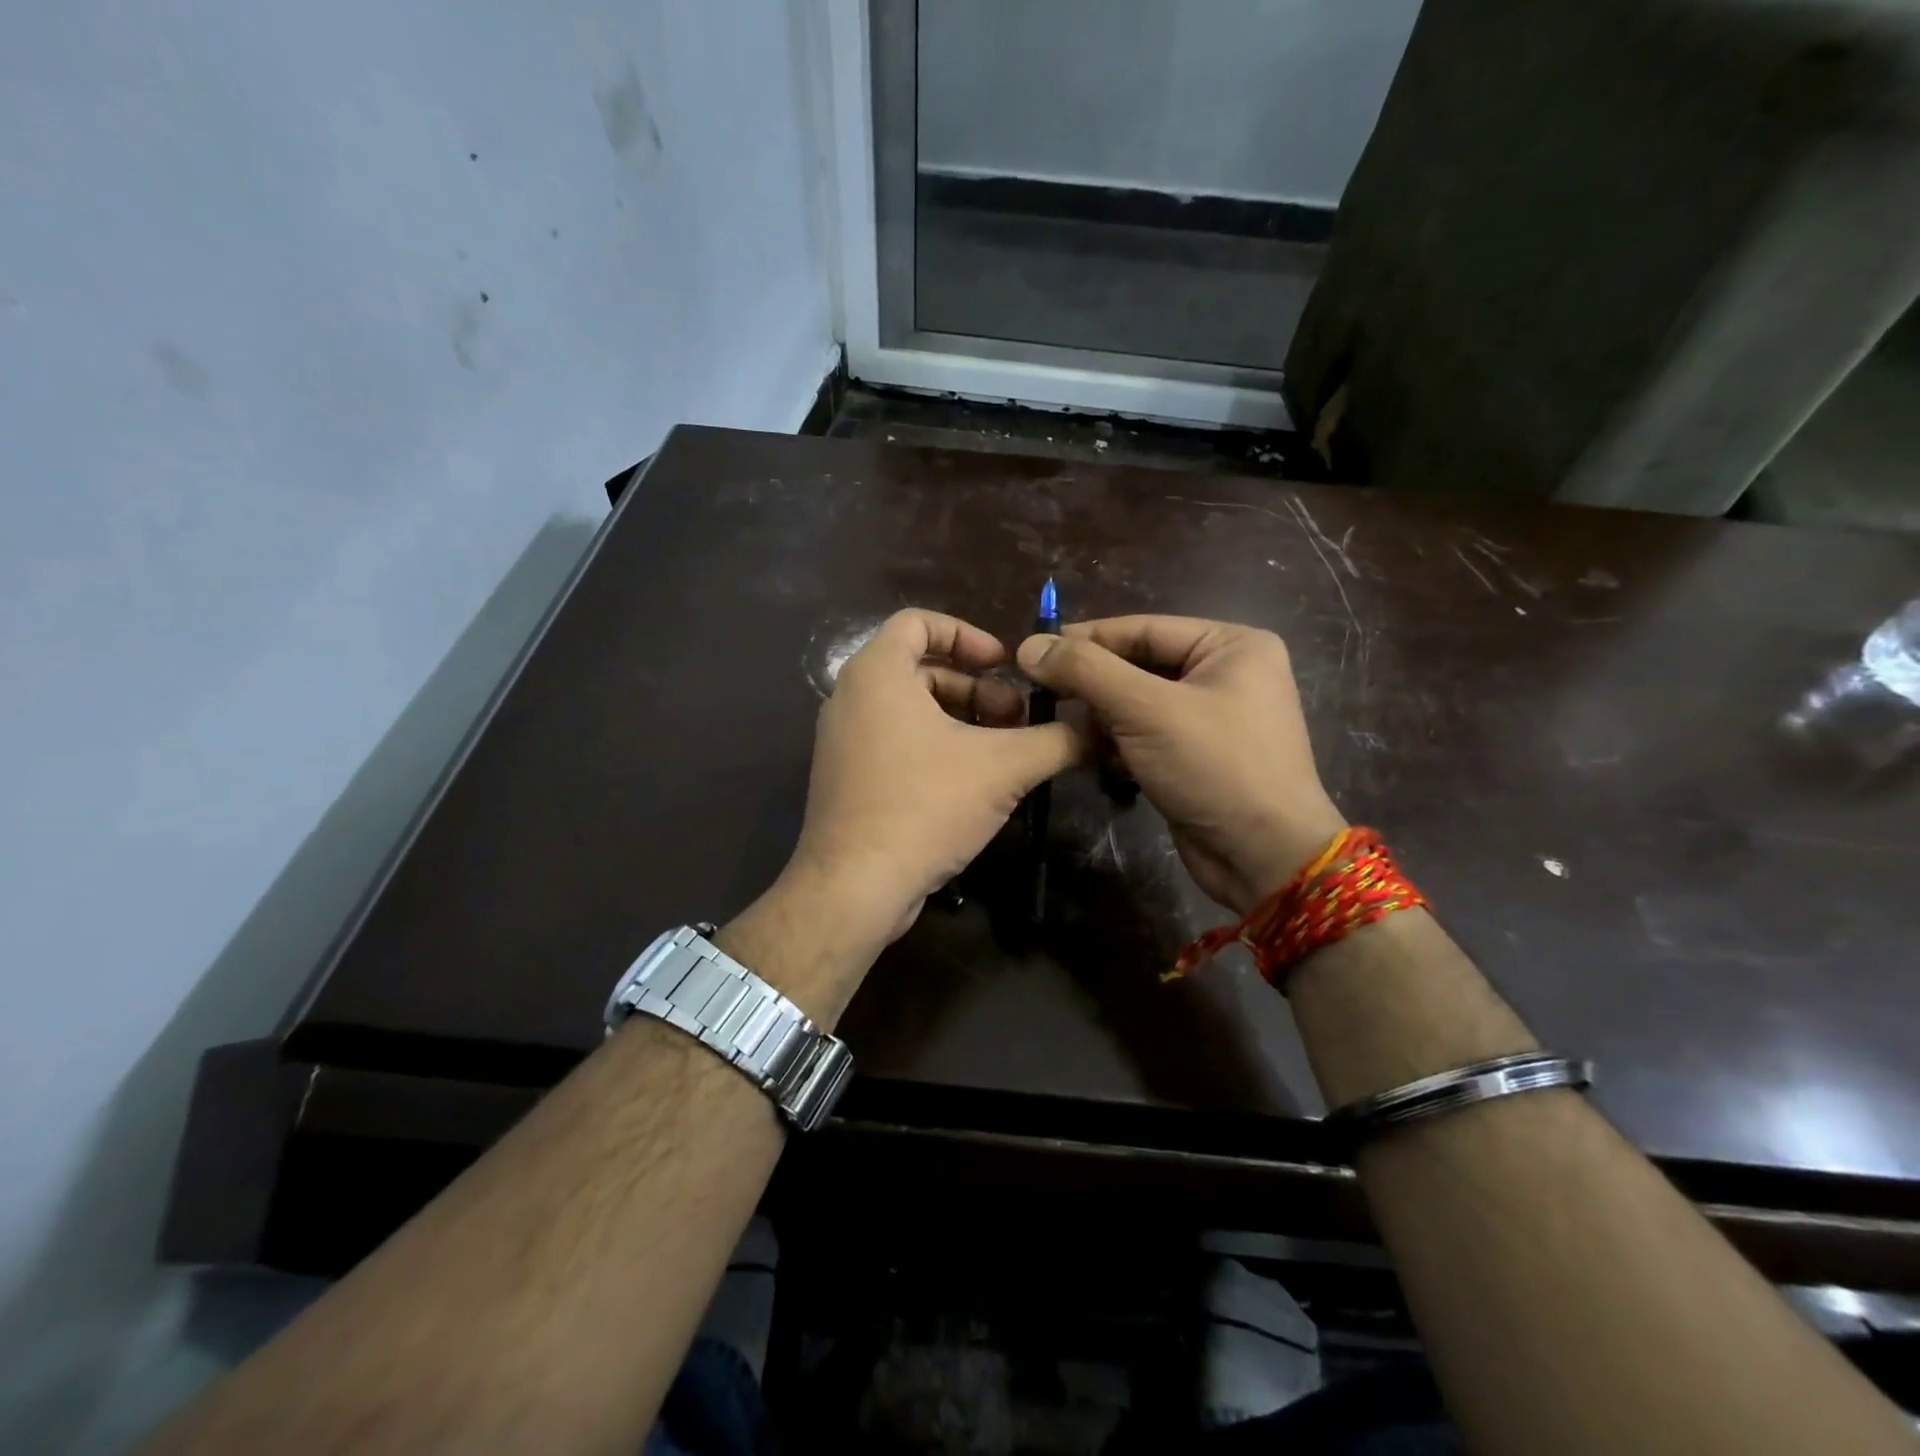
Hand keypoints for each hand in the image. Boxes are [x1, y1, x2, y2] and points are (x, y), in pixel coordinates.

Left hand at [784, 610, 1086, 946]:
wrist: (855, 886)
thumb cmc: (925, 806)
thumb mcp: (1003, 768)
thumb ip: (1056, 740)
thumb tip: (1099, 728)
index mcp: (877, 674)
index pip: (919, 622)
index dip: (968, 635)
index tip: (1004, 665)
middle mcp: (851, 698)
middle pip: (921, 669)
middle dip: (977, 689)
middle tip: (1019, 718)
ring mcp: (843, 741)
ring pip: (910, 710)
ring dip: (961, 721)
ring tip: (1005, 752)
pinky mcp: (846, 778)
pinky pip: (894, 742)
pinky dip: (934, 746)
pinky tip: (972, 782)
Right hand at [1017, 616, 1345, 914]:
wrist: (1264, 858)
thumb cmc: (1215, 767)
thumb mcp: (1146, 709)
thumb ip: (1086, 671)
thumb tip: (1029, 646)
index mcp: (1231, 645)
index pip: (1142, 628)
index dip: (1085, 638)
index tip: (1032, 651)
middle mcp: (1225, 673)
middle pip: (1138, 664)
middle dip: (1091, 683)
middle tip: (1039, 693)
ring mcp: (1212, 717)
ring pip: (1137, 702)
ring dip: (1101, 717)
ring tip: (1063, 727)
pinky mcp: (1196, 755)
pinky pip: (1145, 734)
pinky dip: (1118, 743)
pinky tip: (1094, 756)